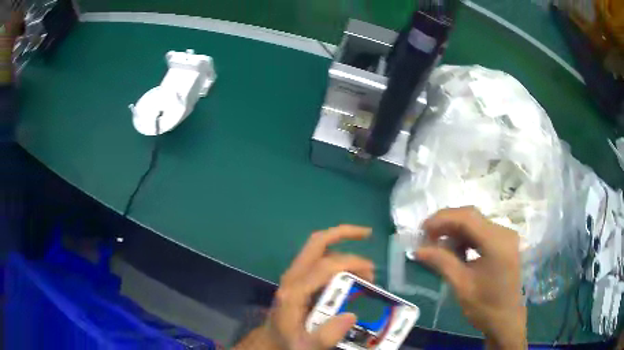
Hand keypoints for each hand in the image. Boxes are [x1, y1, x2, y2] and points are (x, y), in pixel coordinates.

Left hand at [234, 225, 373, 349]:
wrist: (271, 340)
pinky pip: (319, 258)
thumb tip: (351, 315)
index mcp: (294, 292)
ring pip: (318, 248)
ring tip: (366, 270)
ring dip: (344, 248)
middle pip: (316, 243)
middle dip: (343, 233)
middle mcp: (293, 277)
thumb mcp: (306, 346)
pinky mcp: (298, 278)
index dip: (351, 263)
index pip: (324, 266)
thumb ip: (326, 336)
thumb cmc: (288, 341)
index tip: (371, 274)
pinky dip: (338, 257)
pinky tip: (352, 272)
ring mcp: (294, 275)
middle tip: (368, 234)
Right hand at [416, 207, 526, 348]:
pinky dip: (465, 238)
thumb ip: (442, 262)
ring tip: (437, 245)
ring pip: (476, 223)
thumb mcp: (461, 285)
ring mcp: (506, 237)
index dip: (442, 219)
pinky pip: (482, 233)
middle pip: (472, 217)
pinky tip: (455, 251)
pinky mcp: (504, 244)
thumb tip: (417, 249)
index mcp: (497, 242)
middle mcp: (504, 232)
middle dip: (447, 224)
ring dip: (455, 231)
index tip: (421, 230)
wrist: (506, 321)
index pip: (467, 217)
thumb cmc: (485, 307)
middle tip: (426, 237)